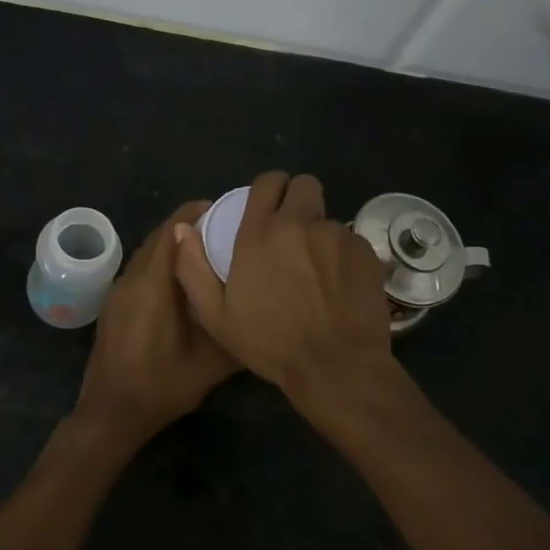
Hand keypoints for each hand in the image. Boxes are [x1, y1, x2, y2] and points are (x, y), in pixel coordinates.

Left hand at [75, 201, 239, 450]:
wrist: (111, 414)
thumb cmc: (161, 385)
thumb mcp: (211, 363)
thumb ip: (235, 331)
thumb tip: (261, 309)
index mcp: (153, 284)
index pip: (171, 231)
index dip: (194, 213)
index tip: (222, 207)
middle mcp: (132, 279)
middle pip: (158, 238)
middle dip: (186, 225)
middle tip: (220, 227)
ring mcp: (118, 292)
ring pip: (147, 254)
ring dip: (172, 245)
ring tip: (205, 250)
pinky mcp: (114, 306)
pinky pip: (140, 270)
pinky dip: (160, 263)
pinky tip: (181, 282)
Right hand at [172, 171, 391, 396]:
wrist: (335, 366)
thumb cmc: (271, 344)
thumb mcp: (216, 316)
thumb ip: (193, 268)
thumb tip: (183, 228)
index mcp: (260, 233)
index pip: (268, 182)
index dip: (268, 191)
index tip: (266, 208)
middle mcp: (300, 223)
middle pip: (304, 184)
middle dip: (297, 199)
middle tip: (292, 230)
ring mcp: (337, 235)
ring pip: (327, 217)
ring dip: (319, 233)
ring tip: (316, 269)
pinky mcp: (365, 252)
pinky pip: (351, 241)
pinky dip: (343, 255)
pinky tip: (339, 285)